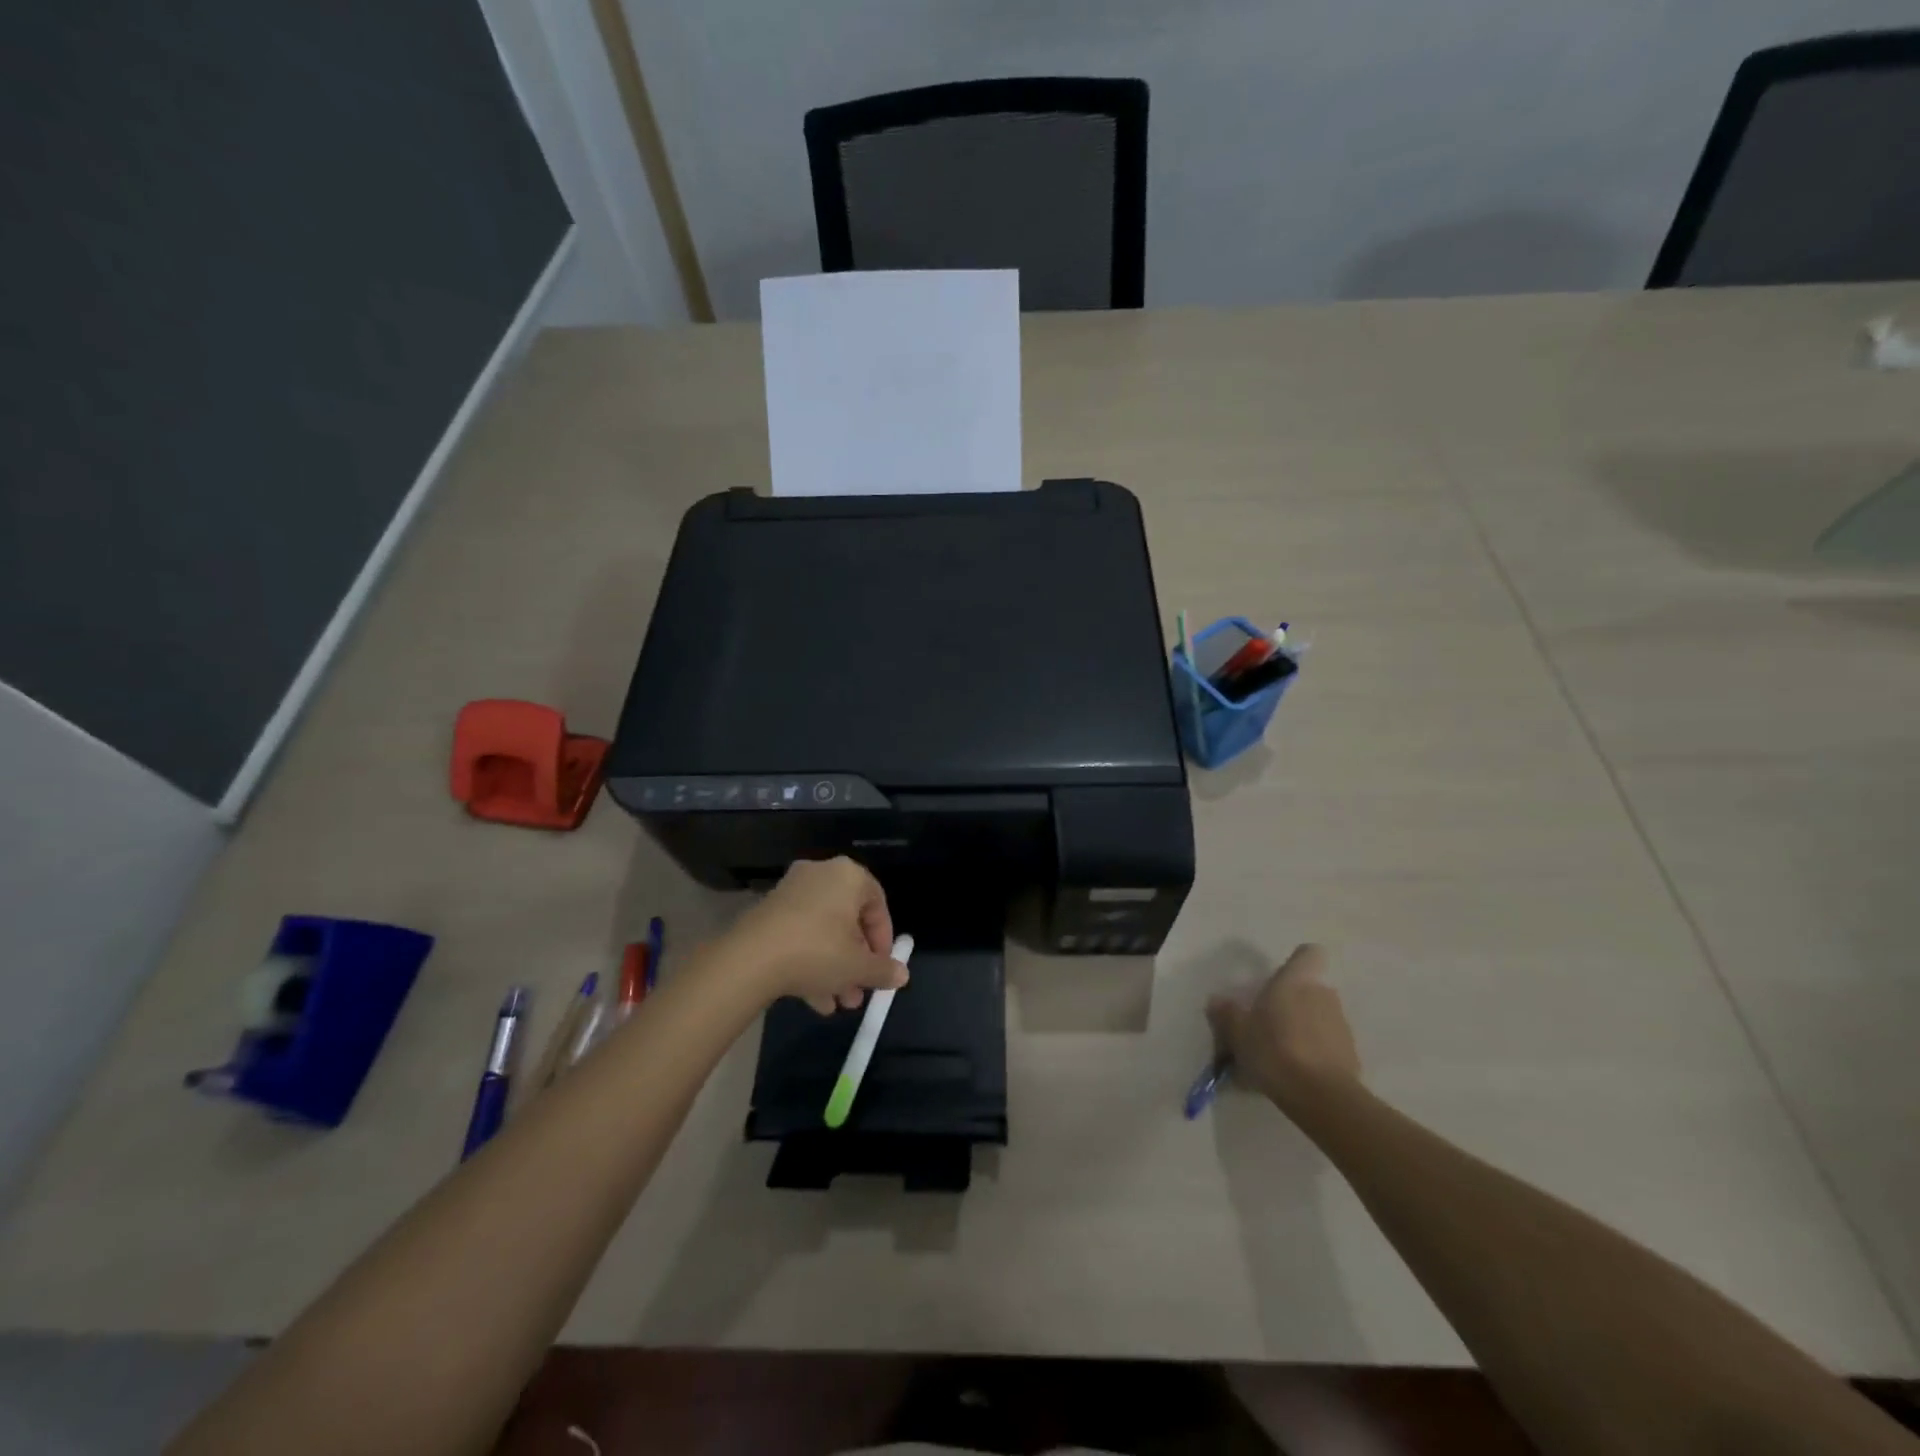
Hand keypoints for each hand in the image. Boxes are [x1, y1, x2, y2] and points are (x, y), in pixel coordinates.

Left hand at [714, 857, 908, 1013]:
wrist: (750, 959)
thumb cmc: (817, 951)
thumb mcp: (857, 966)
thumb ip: (883, 970)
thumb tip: (902, 975)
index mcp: (848, 876)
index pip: (878, 903)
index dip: (883, 940)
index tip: (882, 968)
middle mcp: (821, 875)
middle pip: (849, 920)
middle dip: (857, 960)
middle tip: (860, 991)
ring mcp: (791, 892)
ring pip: (823, 931)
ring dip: (835, 967)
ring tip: (840, 1003)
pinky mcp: (769, 912)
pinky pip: (800, 934)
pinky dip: (811, 961)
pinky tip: (816, 1000)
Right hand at [1206, 944, 1360, 1115]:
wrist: (1320, 1097)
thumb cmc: (1274, 1050)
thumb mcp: (1237, 1032)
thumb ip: (1226, 1013)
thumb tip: (1216, 1000)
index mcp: (1296, 982)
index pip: (1308, 954)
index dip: (1296, 963)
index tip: (1279, 980)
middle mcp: (1323, 996)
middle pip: (1309, 990)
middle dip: (1292, 1003)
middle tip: (1267, 1025)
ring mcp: (1342, 1026)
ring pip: (1319, 1018)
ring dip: (1302, 1030)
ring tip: (1279, 1056)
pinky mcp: (1352, 1056)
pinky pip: (1328, 1046)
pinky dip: (1314, 1054)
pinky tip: (1295, 1075)